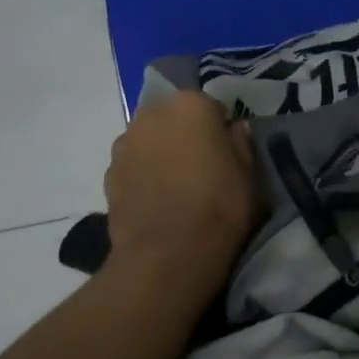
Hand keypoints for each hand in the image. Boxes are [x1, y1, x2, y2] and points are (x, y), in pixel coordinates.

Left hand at [104, 91, 256, 282]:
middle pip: (175, 118)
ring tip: (177, 187)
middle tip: (202, 168)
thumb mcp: (249, 174)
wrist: (167, 254)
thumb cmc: (219, 206)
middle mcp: (152, 113)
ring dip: (162, 153)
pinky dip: (144, 175)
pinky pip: (134, 165)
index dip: (221, 130)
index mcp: (191, 105)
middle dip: (186, 135)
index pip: (211, 107)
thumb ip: (241, 142)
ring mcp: (125, 142)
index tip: (227, 154)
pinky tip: (157, 201)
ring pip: (150, 140)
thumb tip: (235, 128)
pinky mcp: (108, 172)